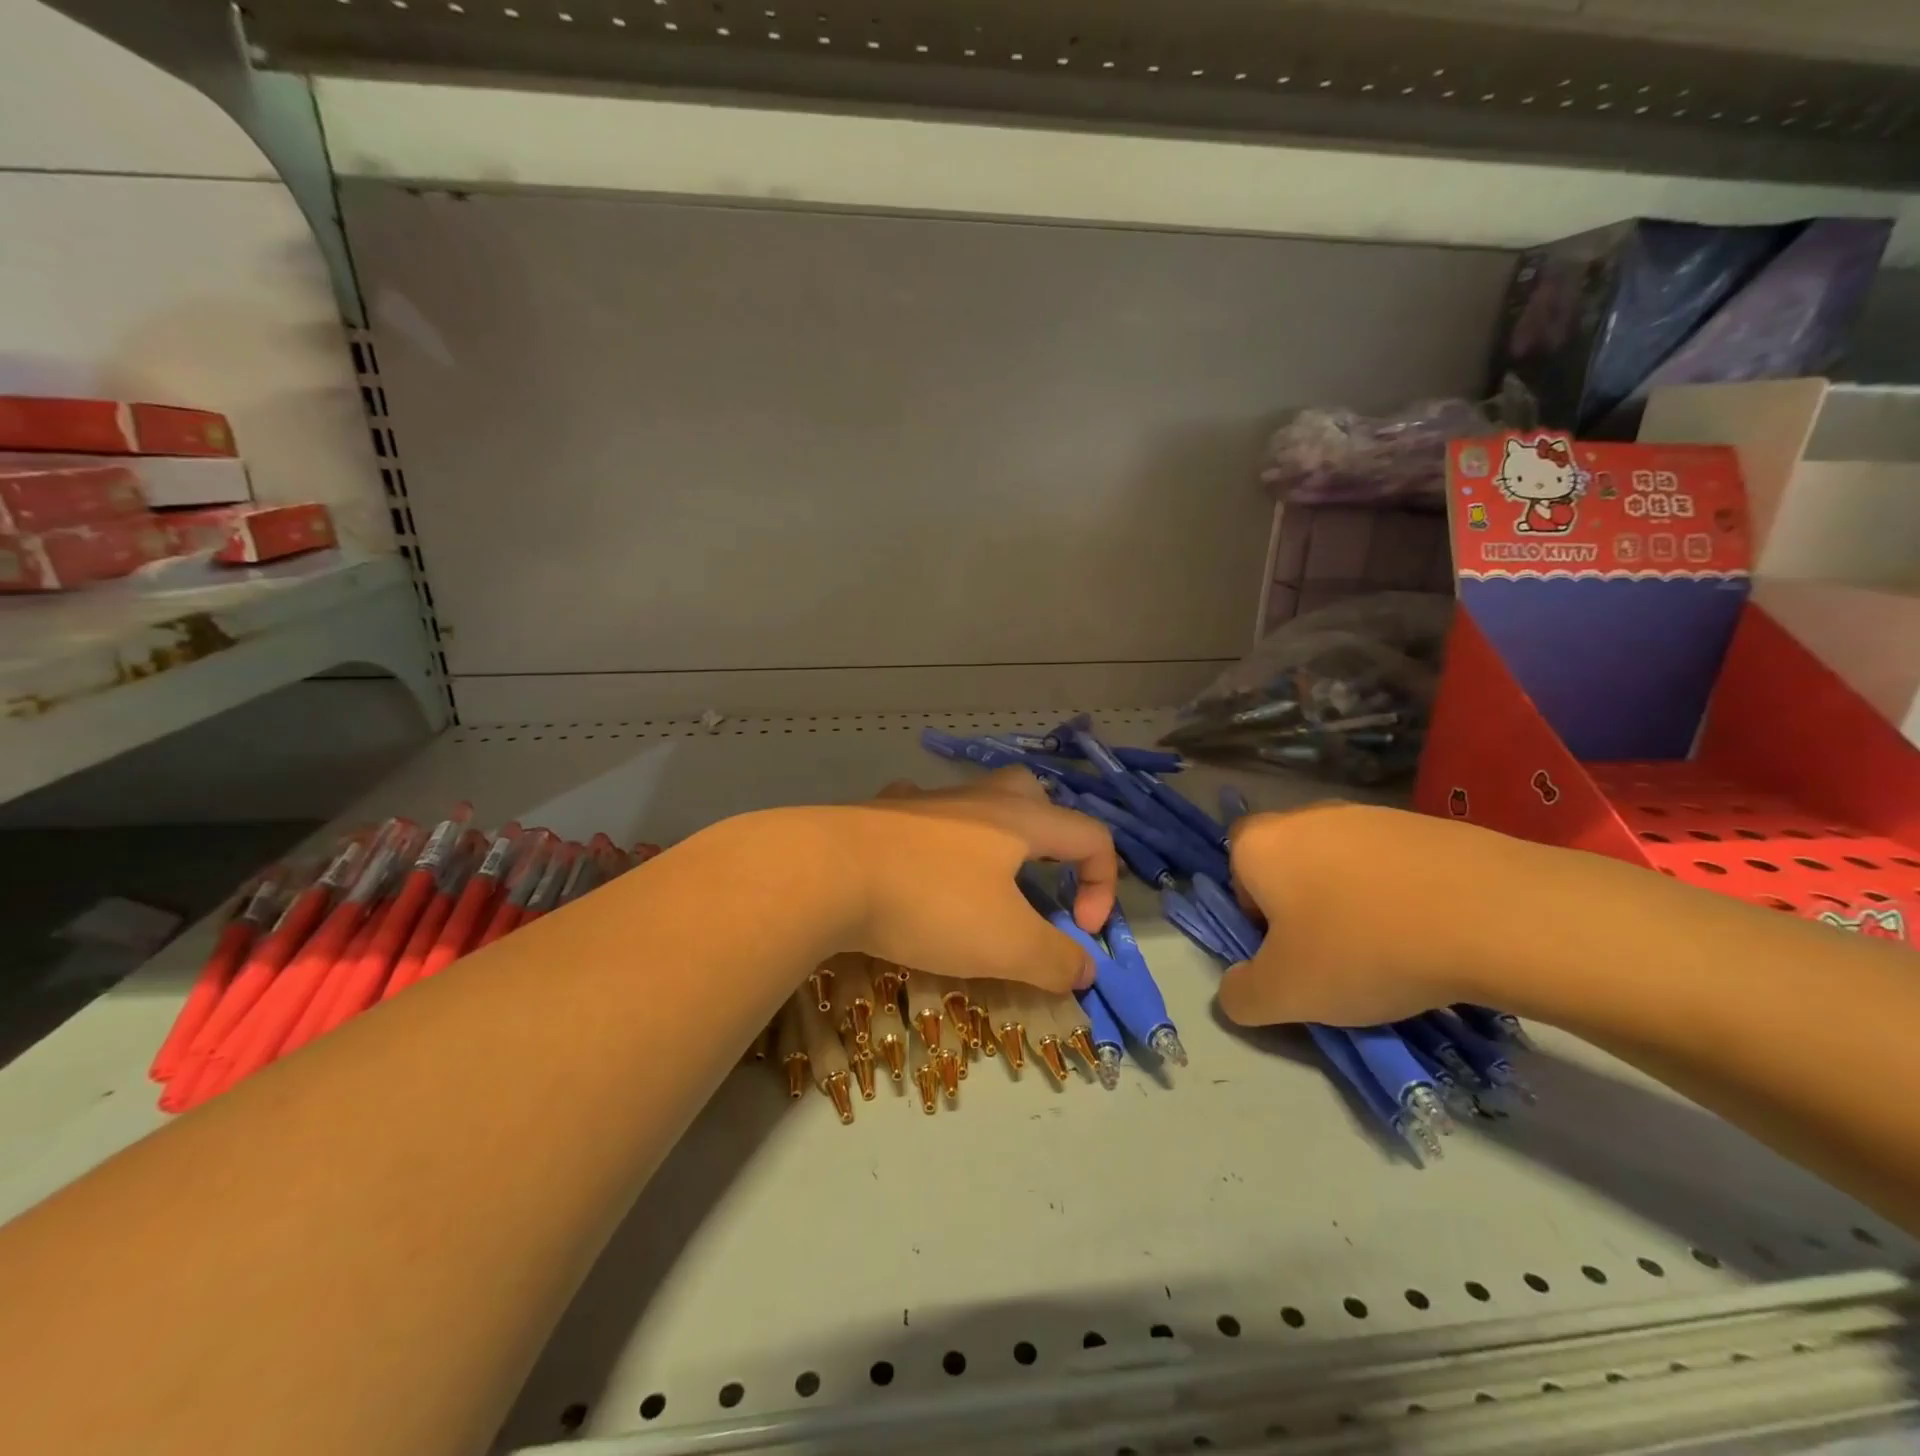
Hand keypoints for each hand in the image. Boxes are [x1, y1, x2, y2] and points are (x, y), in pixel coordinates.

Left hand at [829, 767, 1117, 993]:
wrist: (826, 872)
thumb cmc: (931, 903)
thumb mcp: (1006, 945)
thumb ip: (1055, 959)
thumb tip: (1085, 970)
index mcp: (1020, 820)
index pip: (1091, 835)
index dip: (1103, 886)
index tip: (1080, 934)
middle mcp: (977, 800)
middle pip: (1033, 794)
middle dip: (1051, 834)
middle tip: (1039, 879)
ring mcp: (924, 801)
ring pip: (974, 801)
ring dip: (991, 835)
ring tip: (980, 881)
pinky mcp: (881, 813)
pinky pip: (920, 812)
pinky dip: (932, 835)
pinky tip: (917, 863)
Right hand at [1216, 803, 1481, 1027]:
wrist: (1495, 915)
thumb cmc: (1365, 948)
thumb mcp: (1286, 994)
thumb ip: (1241, 995)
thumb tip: (1236, 990)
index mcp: (1261, 844)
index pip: (1235, 870)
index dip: (1255, 914)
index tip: (1289, 951)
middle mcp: (1306, 815)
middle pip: (1290, 865)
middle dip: (1304, 907)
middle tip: (1336, 955)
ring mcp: (1370, 814)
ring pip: (1343, 864)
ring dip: (1354, 901)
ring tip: (1393, 949)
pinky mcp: (1426, 823)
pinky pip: (1395, 864)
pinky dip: (1402, 894)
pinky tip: (1433, 932)